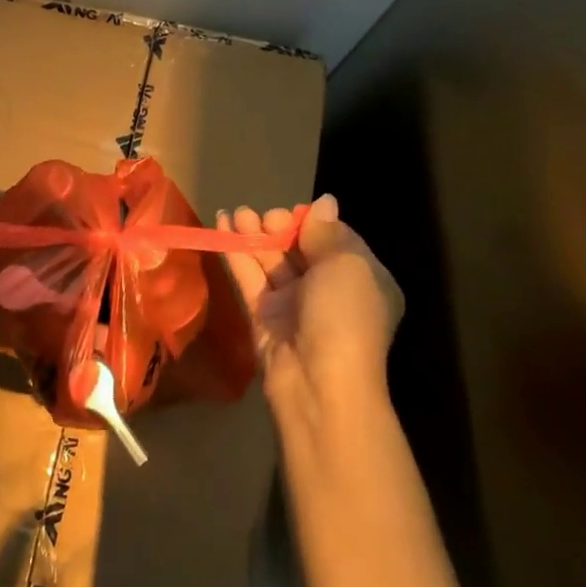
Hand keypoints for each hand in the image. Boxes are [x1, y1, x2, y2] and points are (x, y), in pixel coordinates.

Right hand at [219, 195, 405, 432]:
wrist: (319, 383)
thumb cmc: (345, 317)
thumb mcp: (347, 265)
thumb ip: (327, 232)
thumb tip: (324, 203)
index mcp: (363, 280)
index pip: (336, 240)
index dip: (313, 222)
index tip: (294, 213)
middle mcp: (330, 290)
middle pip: (300, 247)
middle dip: (280, 226)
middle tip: (265, 218)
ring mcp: (294, 304)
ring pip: (271, 259)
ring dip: (254, 233)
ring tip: (236, 212)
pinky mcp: (263, 315)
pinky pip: (249, 276)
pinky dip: (236, 251)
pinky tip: (222, 225)